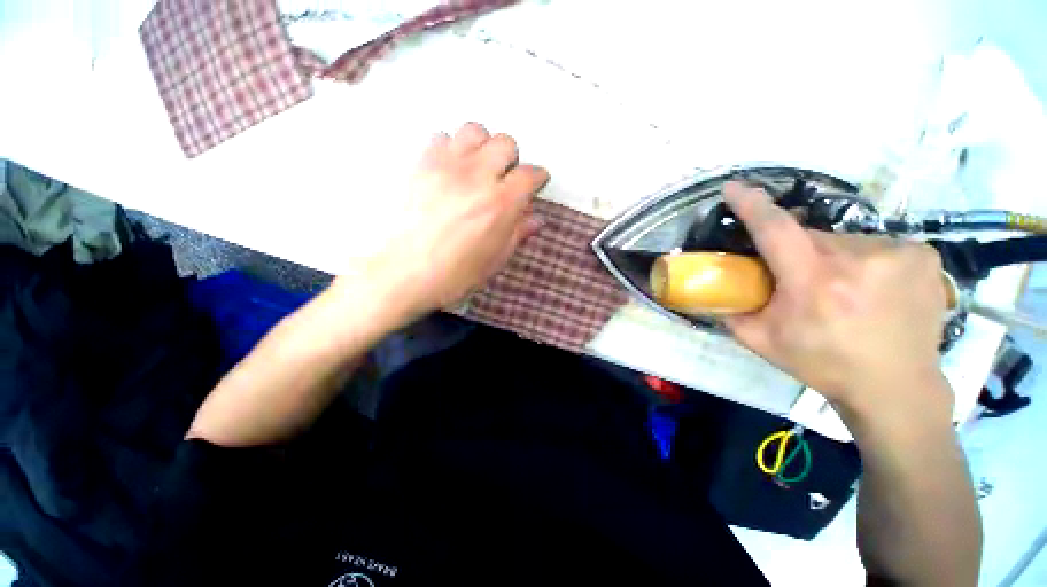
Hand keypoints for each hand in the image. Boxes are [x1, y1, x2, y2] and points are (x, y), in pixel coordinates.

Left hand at [334, 122, 549, 323]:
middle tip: (505, 177)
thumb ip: (518, 233)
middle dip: (511, 158)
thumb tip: (536, 219)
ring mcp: (446, 167)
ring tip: (479, 167)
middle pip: (505, 142)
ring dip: (483, 146)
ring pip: (474, 130)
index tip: (536, 183)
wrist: (402, 274)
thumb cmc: (453, 275)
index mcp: (500, 204)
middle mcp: (477, 177)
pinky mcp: (421, 165)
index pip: (530, 174)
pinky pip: (440, 137)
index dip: (538, 177)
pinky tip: (451, 169)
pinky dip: (451, 147)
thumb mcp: (495, 260)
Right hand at [722, 182, 952, 422]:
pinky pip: (875, 245)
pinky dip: (863, 259)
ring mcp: (897, 252)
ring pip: (842, 240)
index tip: (734, 187)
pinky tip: (871, 286)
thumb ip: (730, 310)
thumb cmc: (823, 363)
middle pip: (809, 235)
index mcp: (814, 282)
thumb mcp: (762, 341)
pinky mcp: (923, 254)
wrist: (896, 387)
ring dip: (830, 256)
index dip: (752, 205)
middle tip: (797, 278)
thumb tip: (711, 287)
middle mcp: (858, 259)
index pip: (775, 229)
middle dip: (795, 250)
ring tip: (839, 288)